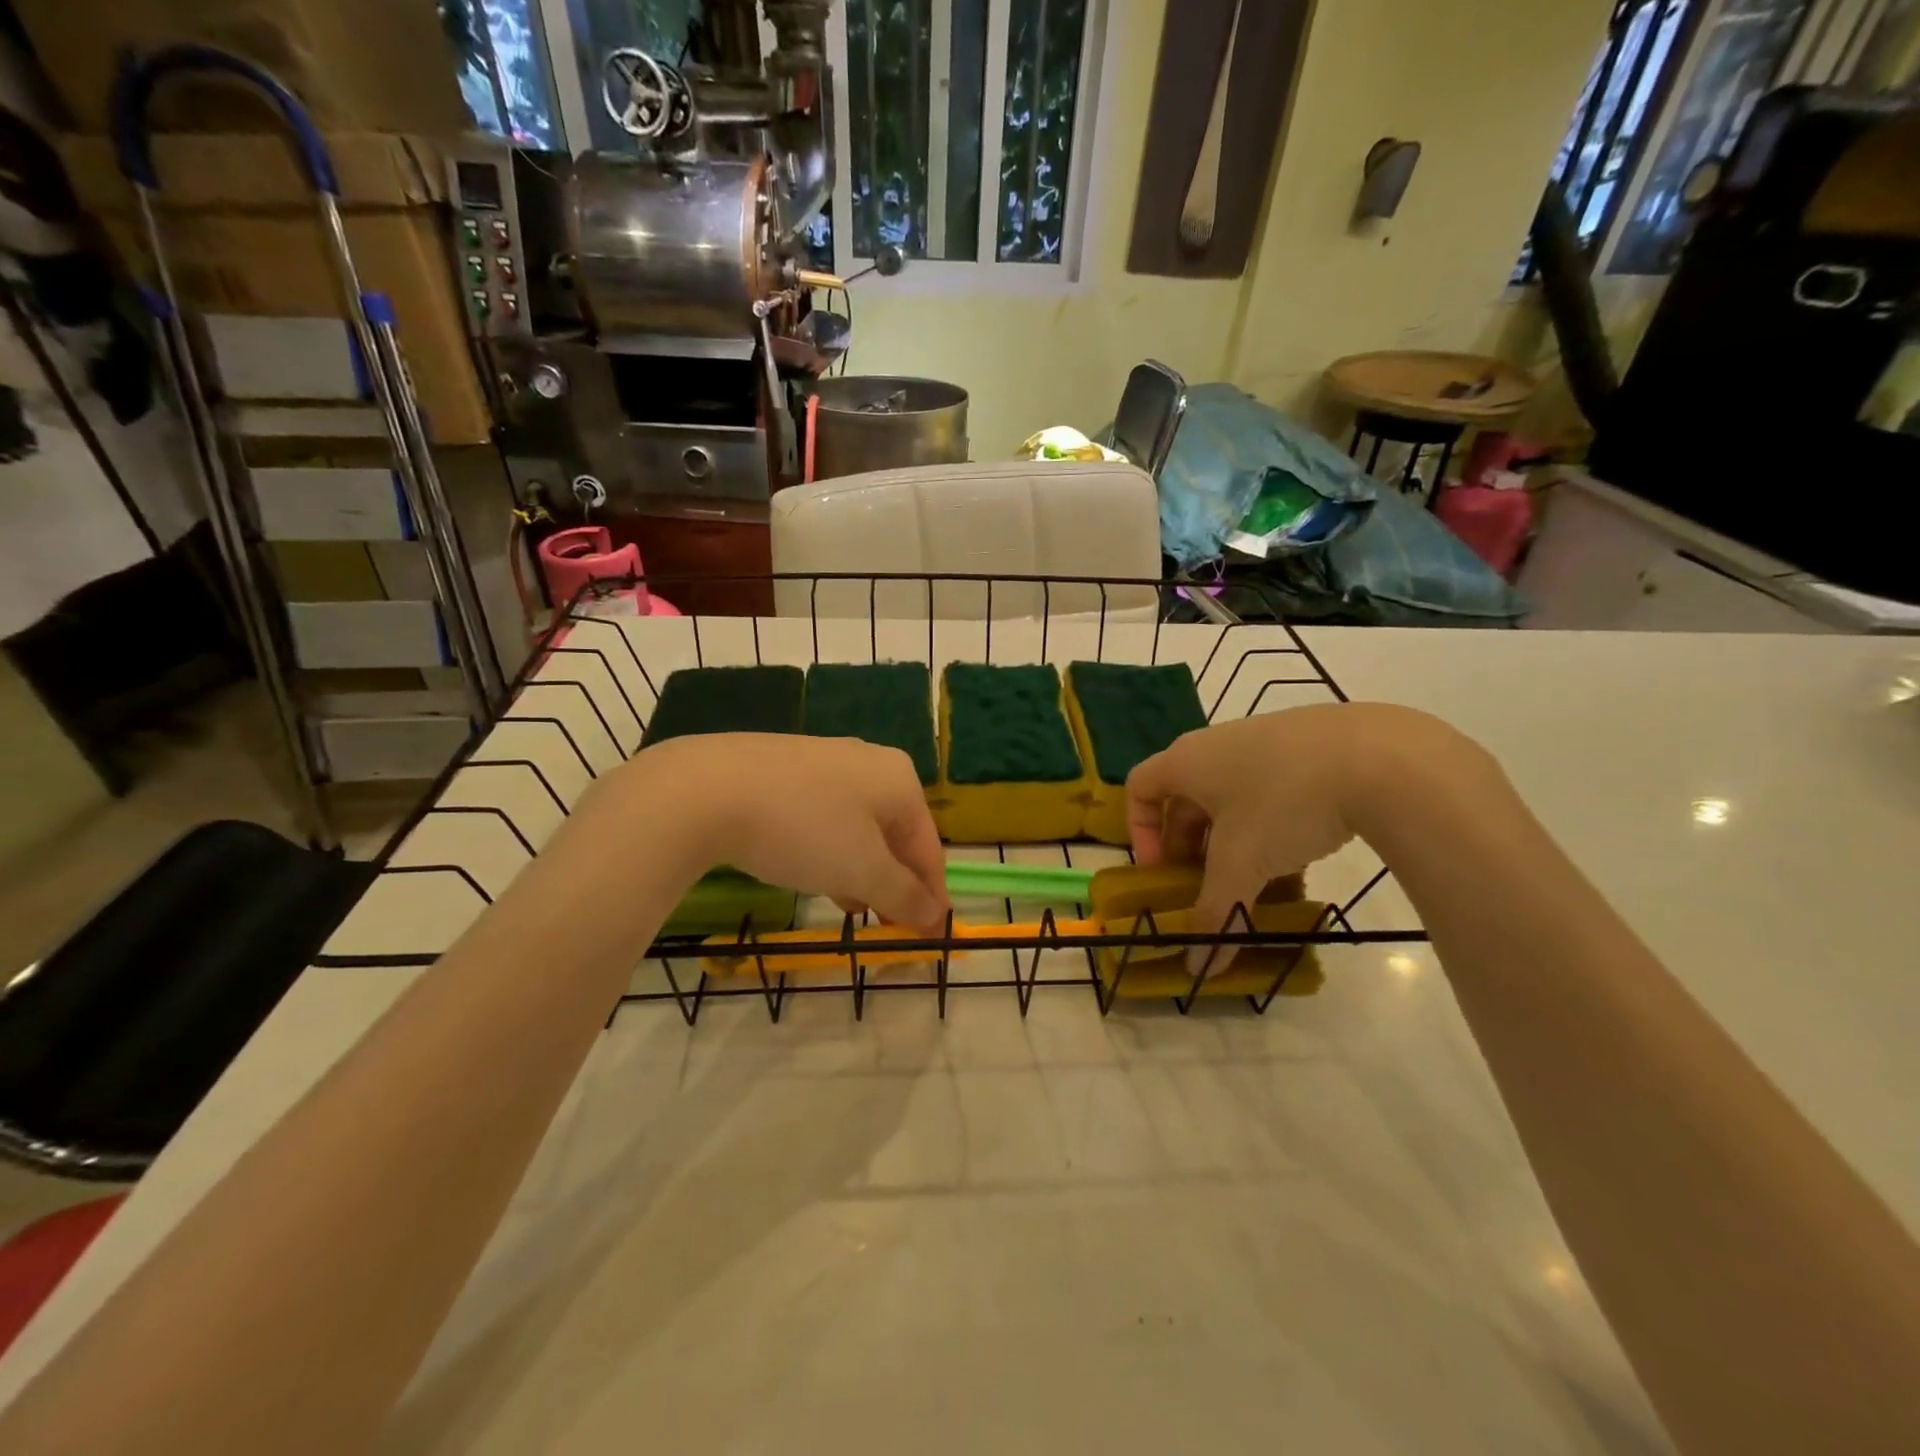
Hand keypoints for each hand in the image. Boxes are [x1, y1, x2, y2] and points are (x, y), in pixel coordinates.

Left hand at [626, 734, 950, 934]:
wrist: (706, 788)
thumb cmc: (803, 829)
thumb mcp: (862, 871)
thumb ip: (904, 895)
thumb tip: (934, 914)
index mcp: (899, 779)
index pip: (928, 848)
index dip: (931, 896)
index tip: (930, 936)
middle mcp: (868, 761)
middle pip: (894, 835)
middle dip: (894, 883)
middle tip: (889, 925)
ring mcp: (824, 759)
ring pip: (857, 826)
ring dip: (861, 871)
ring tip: (852, 907)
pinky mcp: (784, 767)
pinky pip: (822, 815)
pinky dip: (827, 849)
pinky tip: (812, 871)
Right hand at [1126, 704, 1446, 973]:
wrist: (1383, 758)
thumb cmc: (1284, 803)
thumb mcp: (1242, 864)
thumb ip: (1214, 913)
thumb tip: (1196, 970)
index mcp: (1188, 760)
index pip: (1139, 787)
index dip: (1140, 832)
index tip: (1162, 870)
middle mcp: (1218, 744)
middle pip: (1186, 797)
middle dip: (1190, 846)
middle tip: (1207, 884)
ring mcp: (1267, 740)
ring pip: (1233, 798)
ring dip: (1234, 842)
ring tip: (1258, 881)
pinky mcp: (1309, 746)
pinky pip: (1272, 790)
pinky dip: (1272, 827)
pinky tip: (1301, 859)